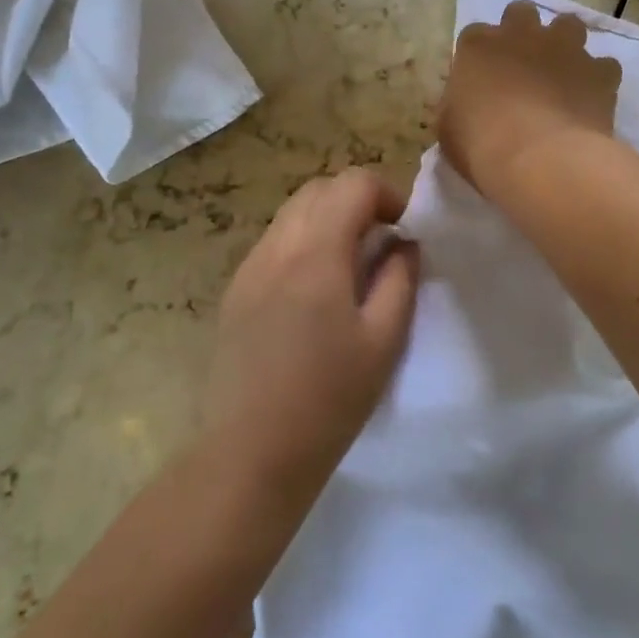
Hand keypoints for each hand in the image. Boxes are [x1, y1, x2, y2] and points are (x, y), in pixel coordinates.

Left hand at [204, 169, 419, 496]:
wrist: (250, 453)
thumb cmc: (329, 400)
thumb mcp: (384, 341)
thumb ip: (400, 279)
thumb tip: (403, 243)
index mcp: (317, 253)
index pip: (353, 184)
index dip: (387, 194)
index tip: (403, 228)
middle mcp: (277, 246)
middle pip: (320, 188)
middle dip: (356, 200)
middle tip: (380, 240)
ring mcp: (250, 266)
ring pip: (293, 211)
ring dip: (327, 218)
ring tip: (349, 263)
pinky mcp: (235, 289)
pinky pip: (274, 241)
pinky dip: (302, 241)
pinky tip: (314, 289)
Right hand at [439, 0, 621, 195]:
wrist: (540, 160)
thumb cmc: (481, 145)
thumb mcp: (448, 127)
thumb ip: (456, 104)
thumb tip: (464, 103)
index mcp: (478, 45)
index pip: (475, 35)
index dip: (481, 56)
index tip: (482, 79)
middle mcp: (522, 34)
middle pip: (522, 13)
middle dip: (523, 32)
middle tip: (523, 65)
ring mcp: (565, 48)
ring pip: (569, 25)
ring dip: (565, 44)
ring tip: (562, 73)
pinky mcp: (599, 71)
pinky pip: (603, 66)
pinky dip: (598, 79)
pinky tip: (592, 100)